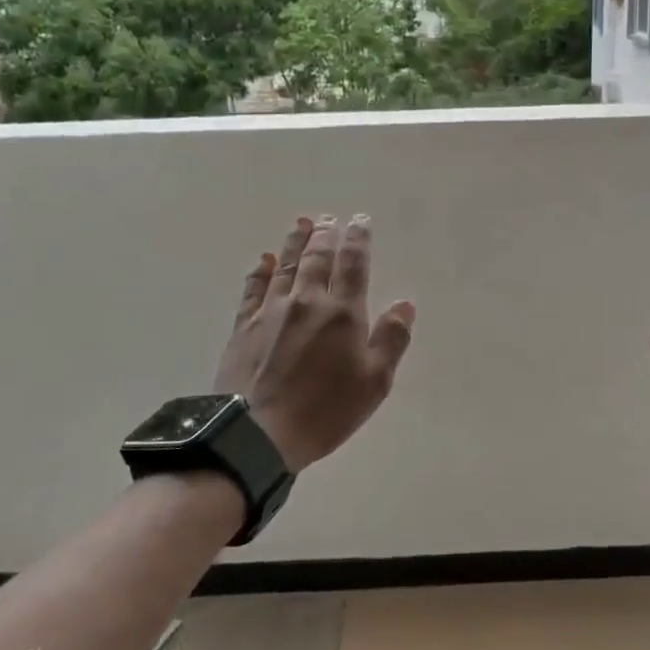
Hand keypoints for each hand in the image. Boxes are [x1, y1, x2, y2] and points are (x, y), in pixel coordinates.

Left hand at [214, 215, 415, 471]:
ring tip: (302, 223)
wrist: (257, 432)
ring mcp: (271, 311)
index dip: (358, 240)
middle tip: (329, 218)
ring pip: (286, 266)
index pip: (353, 265)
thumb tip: (404, 304)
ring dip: (296, 242)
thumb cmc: (325, 410)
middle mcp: (307, 301)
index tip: (359, 220)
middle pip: (317, 258)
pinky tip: (264, 260)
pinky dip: (260, 270)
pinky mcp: (244, 326)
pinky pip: (253, 288)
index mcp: (342, 313)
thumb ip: (391, 339)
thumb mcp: (374, 382)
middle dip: (325, 234)